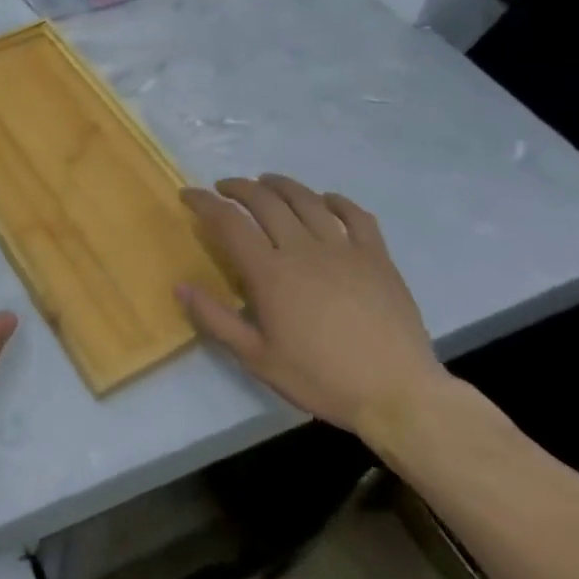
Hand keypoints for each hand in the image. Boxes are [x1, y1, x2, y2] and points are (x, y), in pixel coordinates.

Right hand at [177, 174, 449, 436]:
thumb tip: (180, 285)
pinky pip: (355, 215)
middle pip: (264, 201)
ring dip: (280, 185)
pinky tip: (325, 200)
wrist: (399, 396)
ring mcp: (343, 249)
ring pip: (305, 199)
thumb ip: (216, 319)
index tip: (189, 194)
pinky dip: (336, 201)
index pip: (228, 221)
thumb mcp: (258, 359)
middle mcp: (302, 249)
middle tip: (224, 188)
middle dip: (238, 187)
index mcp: (270, 272)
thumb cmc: (322, 378)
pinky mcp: (376, 256)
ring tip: (266, 182)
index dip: (204, 202)